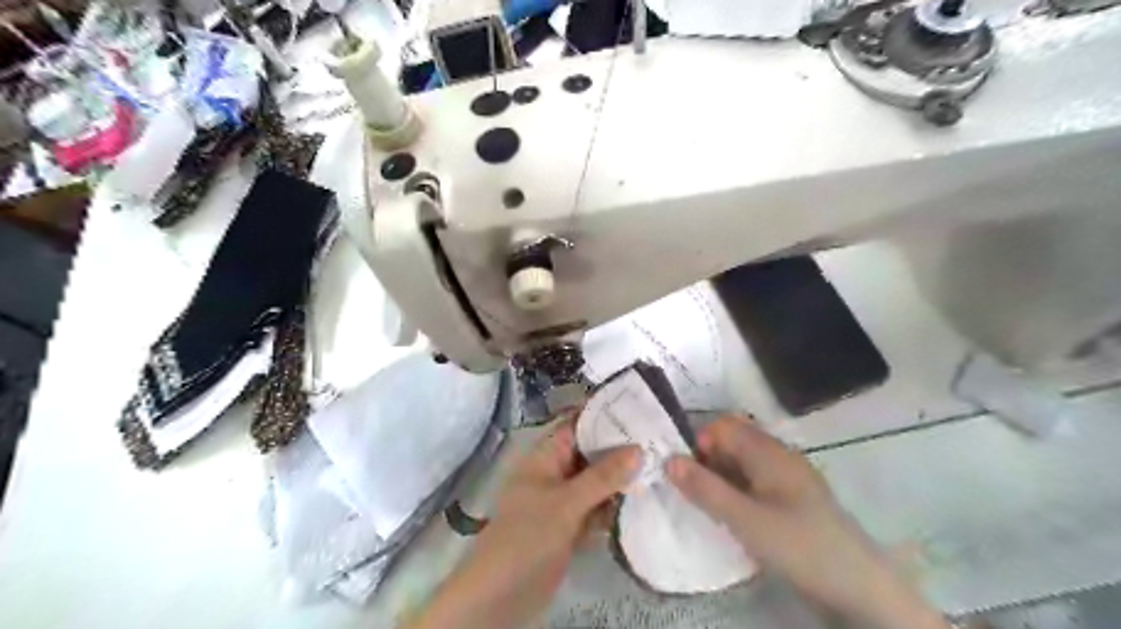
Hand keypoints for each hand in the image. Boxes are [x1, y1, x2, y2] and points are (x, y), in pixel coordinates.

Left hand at [411, 419, 638, 628]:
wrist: (502, 594)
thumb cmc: (527, 535)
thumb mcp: (566, 502)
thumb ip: (603, 476)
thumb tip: (639, 448)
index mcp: (545, 457)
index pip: (577, 425)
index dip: (604, 415)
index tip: (638, 408)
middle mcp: (555, 473)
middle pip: (590, 454)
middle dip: (619, 448)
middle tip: (659, 439)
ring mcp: (563, 501)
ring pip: (597, 482)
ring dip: (621, 479)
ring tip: (660, 466)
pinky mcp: (571, 526)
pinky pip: (597, 509)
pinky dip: (615, 506)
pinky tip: (644, 501)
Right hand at [669, 413, 947, 628]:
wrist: (858, 587)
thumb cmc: (798, 544)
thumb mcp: (744, 519)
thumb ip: (705, 488)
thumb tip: (668, 459)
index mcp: (769, 451)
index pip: (724, 426)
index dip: (700, 442)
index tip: (686, 473)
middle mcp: (779, 456)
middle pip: (734, 442)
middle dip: (708, 459)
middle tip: (694, 492)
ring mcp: (789, 477)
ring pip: (744, 463)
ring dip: (722, 476)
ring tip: (709, 505)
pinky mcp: (794, 499)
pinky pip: (757, 482)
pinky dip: (738, 490)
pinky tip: (735, 515)